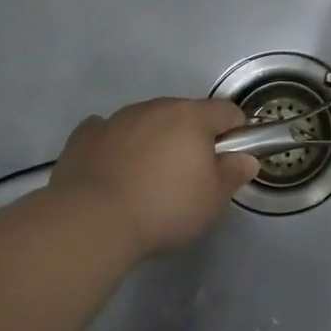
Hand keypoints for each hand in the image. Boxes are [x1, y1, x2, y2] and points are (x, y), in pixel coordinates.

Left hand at [46, 98, 258, 256]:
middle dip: (192, 137)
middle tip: (190, 176)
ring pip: (147, 121)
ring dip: (154, 140)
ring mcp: (117, 118)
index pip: (227, 111)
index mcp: (193, 117)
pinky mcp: (85, 136)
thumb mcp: (212, 200)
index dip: (235, 132)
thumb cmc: (164, 208)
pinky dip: (115, 144)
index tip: (231, 159)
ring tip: (147, 179)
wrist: (91, 222)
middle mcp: (157, 107)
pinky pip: (107, 132)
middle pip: (185, 114)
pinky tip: (113, 168)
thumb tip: (245, 159)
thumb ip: (233, 174)